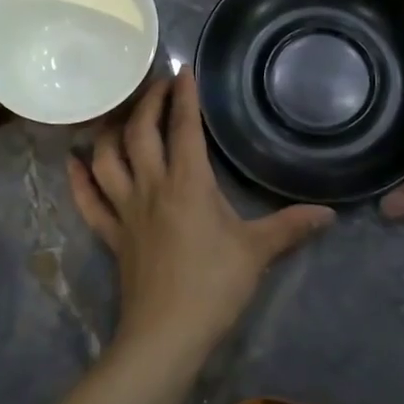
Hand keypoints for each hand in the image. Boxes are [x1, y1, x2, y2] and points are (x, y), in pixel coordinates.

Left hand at [68, 70, 333, 362]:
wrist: (166, 334)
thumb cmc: (213, 287)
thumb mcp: (257, 252)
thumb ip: (290, 227)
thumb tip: (329, 213)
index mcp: (188, 183)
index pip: (184, 128)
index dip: (184, 96)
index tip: (184, 69)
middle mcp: (151, 186)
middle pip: (140, 132)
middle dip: (148, 102)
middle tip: (157, 84)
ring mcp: (125, 210)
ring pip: (107, 158)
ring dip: (110, 131)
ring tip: (120, 115)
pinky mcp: (111, 234)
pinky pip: (88, 201)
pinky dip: (78, 179)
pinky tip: (74, 161)